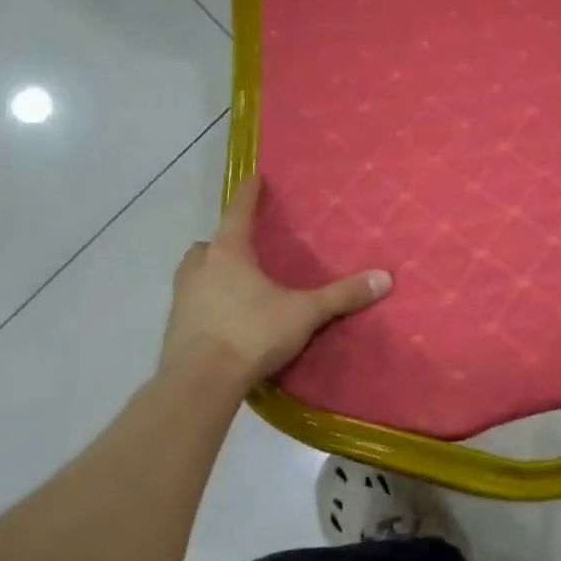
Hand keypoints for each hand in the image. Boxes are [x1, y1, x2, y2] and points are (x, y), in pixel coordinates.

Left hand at [160, 175, 391, 385]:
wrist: (200, 382)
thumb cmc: (251, 334)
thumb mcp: (304, 313)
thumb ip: (342, 295)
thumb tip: (385, 278)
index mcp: (228, 253)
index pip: (238, 212)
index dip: (248, 194)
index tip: (253, 178)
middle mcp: (199, 267)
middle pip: (210, 244)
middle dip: (224, 243)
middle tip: (246, 251)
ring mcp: (181, 297)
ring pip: (195, 272)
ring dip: (211, 272)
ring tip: (236, 285)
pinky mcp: (174, 326)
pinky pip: (192, 302)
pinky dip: (206, 302)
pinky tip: (226, 319)